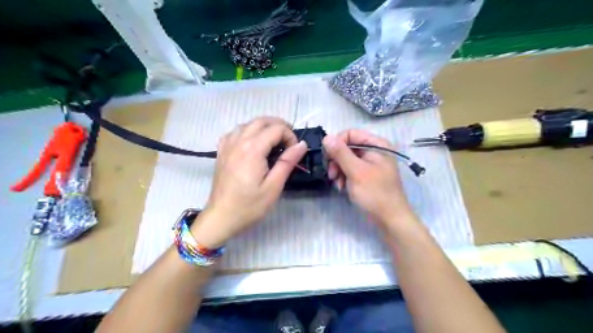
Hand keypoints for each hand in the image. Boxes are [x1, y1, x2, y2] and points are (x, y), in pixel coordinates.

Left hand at [193, 118, 307, 246]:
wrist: (221, 217)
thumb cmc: (249, 206)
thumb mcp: (273, 187)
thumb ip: (287, 162)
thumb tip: (302, 144)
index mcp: (253, 150)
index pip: (276, 129)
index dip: (290, 136)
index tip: (294, 151)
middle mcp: (239, 142)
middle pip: (261, 121)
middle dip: (279, 126)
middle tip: (289, 142)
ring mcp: (228, 146)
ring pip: (247, 124)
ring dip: (264, 127)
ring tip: (273, 141)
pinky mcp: (222, 152)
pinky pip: (235, 132)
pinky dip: (247, 131)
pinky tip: (251, 143)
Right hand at [323, 131, 413, 228]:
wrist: (389, 219)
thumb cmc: (375, 193)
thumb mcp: (356, 171)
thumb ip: (341, 153)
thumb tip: (326, 138)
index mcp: (377, 145)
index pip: (351, 134)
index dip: (337, 143)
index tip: (328, 157)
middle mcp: (374, 151)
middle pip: (347, 147)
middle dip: (337, 160)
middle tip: (331, 174)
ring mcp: (370, 163)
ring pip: (346, 159)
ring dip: (338, 170)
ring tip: (337, 183)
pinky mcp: (366, 175)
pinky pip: (350, 169)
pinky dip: (343, 177)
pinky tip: (341, 187)